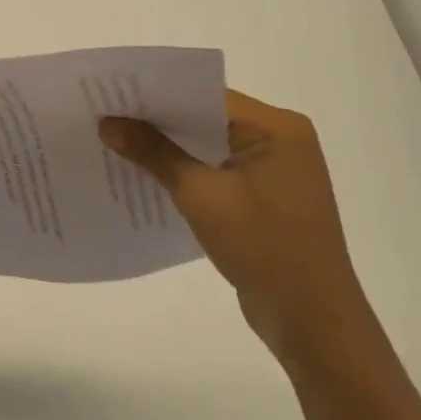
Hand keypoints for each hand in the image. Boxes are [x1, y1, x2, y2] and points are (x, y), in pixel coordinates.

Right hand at [100, 90, 374, 367]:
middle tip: (106, 115)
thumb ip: (154, 153)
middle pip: (206, 117)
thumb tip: (107, 123)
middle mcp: (280, 140)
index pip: (205, 94)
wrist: (314, 325)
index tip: (113, 94)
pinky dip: (186, 171)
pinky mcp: (265, 197)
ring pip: (209, 145)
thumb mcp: (201, 195)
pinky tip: (148, 176)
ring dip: (169, 148)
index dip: (157, 94)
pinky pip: (217, 170)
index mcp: (276, 128)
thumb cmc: (264, 248)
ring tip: (116, 141)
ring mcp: (274, 170)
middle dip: (158, 120)